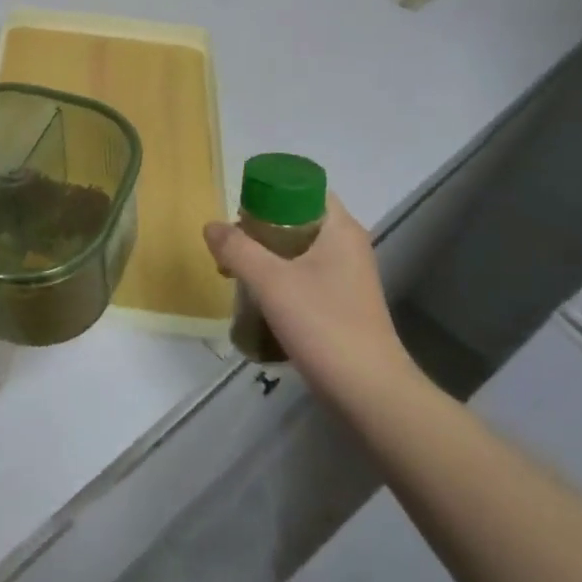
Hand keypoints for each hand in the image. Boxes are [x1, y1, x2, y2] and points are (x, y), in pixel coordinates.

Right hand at [204, 194, 414, 402]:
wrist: (370, 393)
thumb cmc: (324, 325)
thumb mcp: (271, 282)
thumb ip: (237, 249)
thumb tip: (211, 226)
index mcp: (340, 229)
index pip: (303, 189)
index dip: (269, 193)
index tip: (240, 213)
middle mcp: (348, 246)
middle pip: (296, 219)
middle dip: (260, 228)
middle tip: (231, 246)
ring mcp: (347, 277)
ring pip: (298, 250)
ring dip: (266, 256)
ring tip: (235, 273)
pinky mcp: (342, 304)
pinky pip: (304, 276)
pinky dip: (279, 280)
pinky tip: (258, 299)